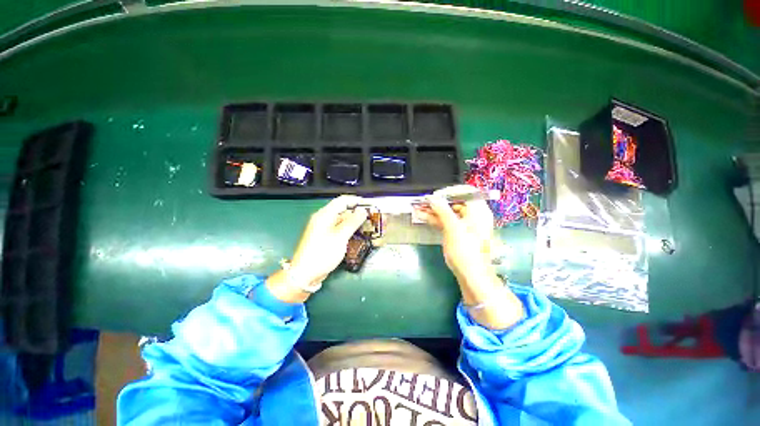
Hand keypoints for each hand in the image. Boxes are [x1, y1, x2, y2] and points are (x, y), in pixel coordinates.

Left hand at [267, 195, 367, 301]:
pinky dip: (348, 230)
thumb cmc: (323, 253)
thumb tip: (362, 211)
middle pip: (341, 210)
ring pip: (341, 221)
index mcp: (324, 215)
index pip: (341, 201)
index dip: (355, 200)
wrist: (305, 274)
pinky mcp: (324, 238)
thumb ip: (352, 222)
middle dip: (356, 212)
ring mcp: (323, 229)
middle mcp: (323, 219)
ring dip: (353, 222)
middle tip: (370, 217)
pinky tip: (356, 234)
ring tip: (367, 226)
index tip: (368, 204)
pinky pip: (338, 229)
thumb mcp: (340, 236)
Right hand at [414, 185, 494, 282]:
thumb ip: (443, 210)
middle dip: (438, 202)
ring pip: (449, 212)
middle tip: (423, 202)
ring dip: (434, 210)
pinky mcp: (458, 232)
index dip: (450, 192)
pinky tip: (423, 216)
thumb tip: (433, 198)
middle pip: (456, 202)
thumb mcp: (453, 229)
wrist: (471, 275)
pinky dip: (436, 219)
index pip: (466, 192)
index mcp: (479, 211)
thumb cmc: (465, 251)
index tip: (435, 195)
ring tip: (419, 208)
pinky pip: (447, 221)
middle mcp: (474, 215)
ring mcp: (465, 224)